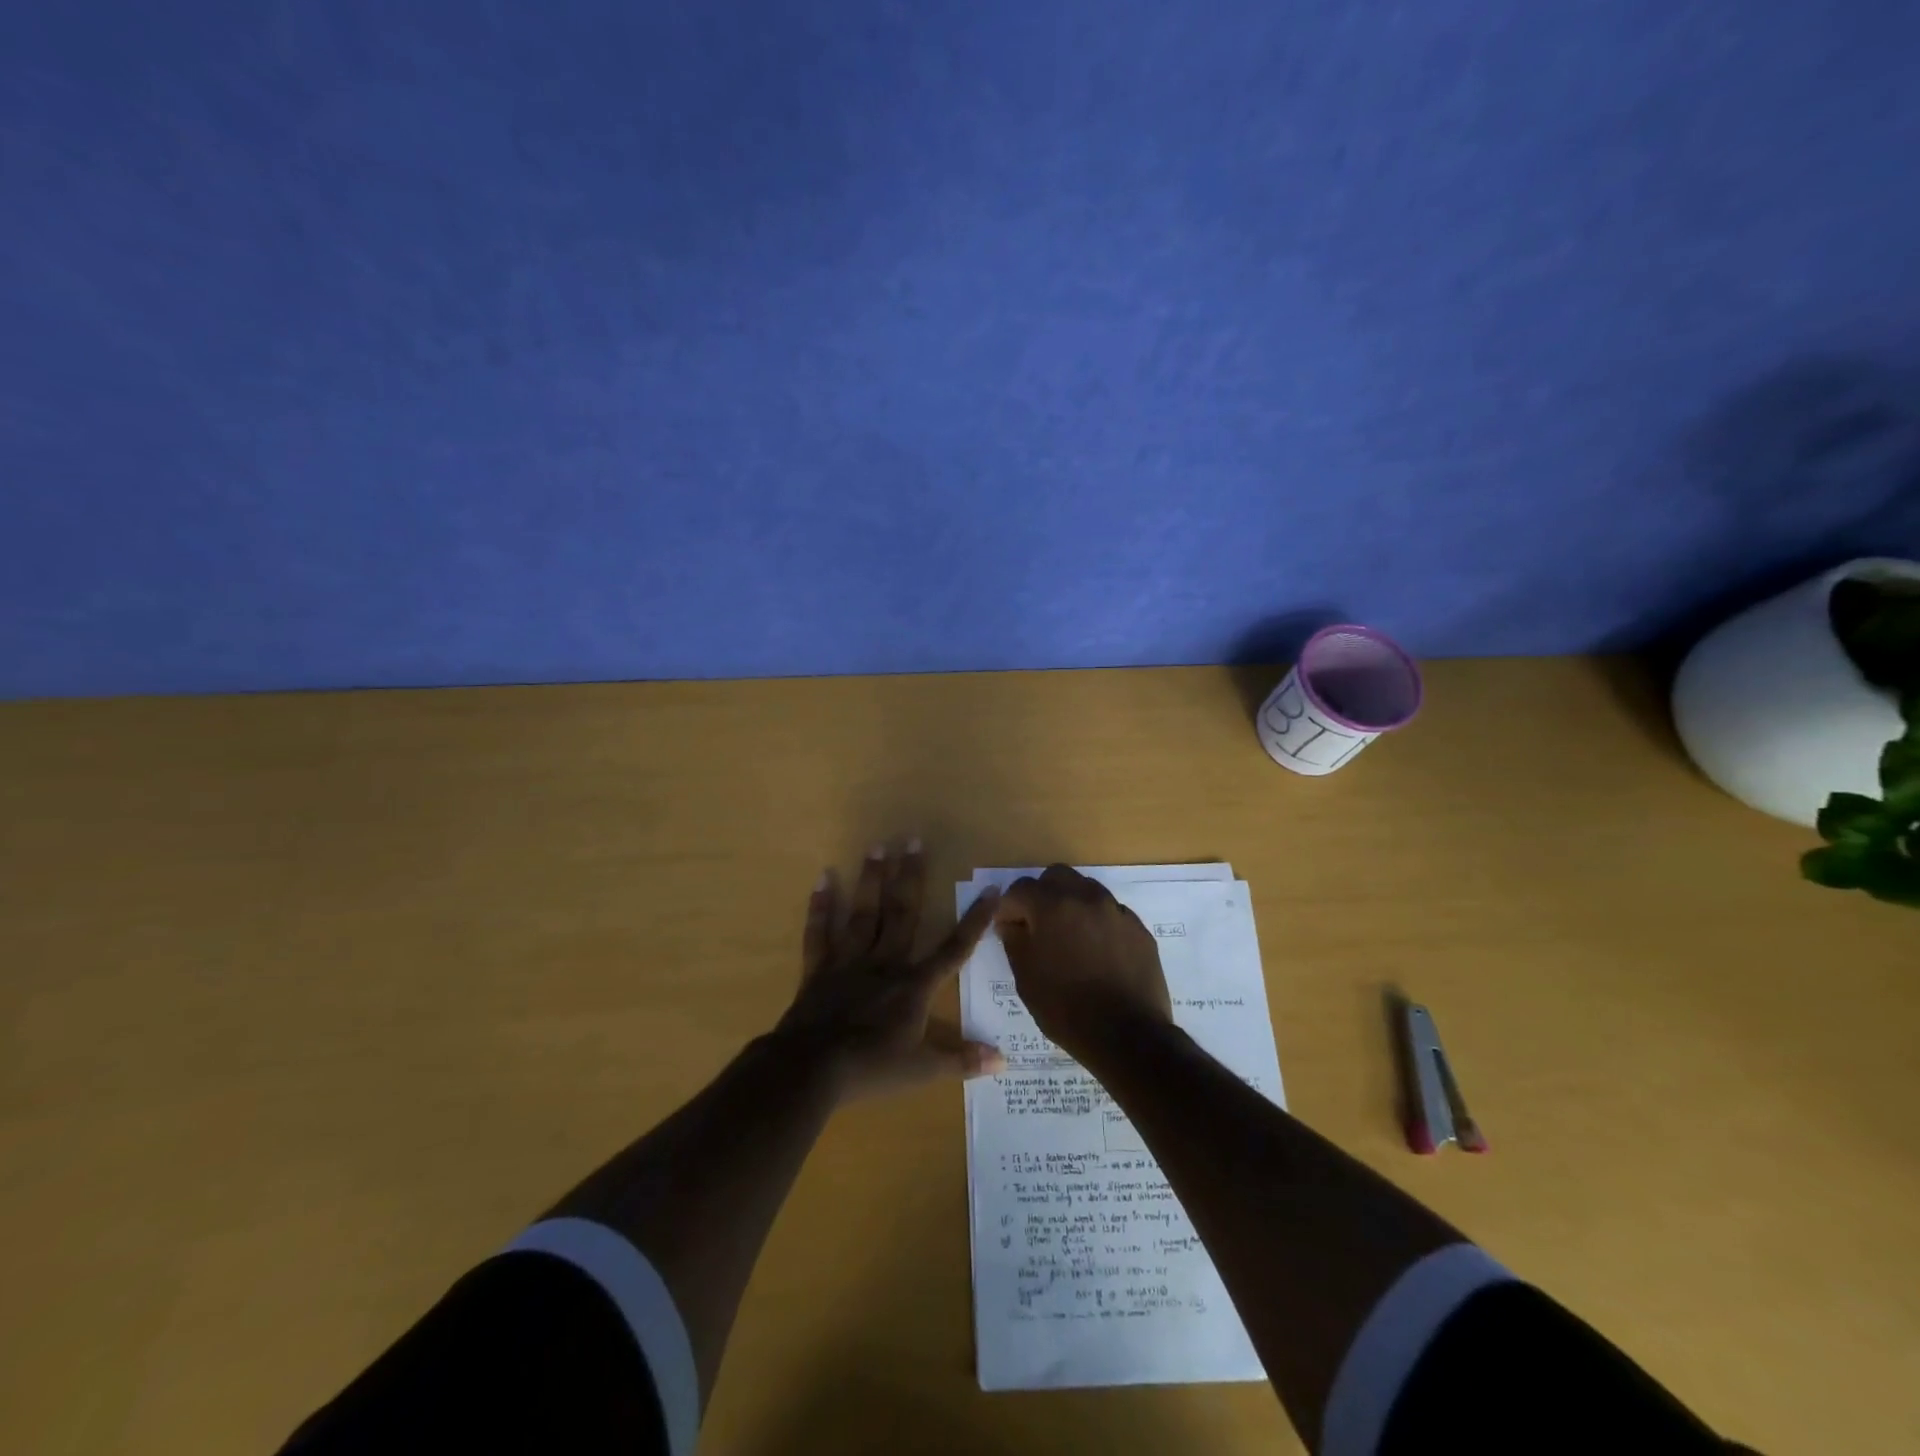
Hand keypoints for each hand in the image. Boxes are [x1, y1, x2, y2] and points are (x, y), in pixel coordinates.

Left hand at [777, 840, 1005, 1100]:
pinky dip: (820, 907)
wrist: (811, 1070)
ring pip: (864, 914)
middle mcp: (884, 963)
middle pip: (901, 913)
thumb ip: (961, 1060)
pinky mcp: (818, 970)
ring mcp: (849, 962)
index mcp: (914, 985)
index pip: (953, 949)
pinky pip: (820, 933)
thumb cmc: (871, 1068)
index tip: (990, 890)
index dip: (974, 921)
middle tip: (912, 838)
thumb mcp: (922, 1070)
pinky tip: (823, 878)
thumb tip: (1003, 1061)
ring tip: (876, 846)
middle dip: (910, 877)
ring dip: (871, 879)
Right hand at [996, 865, 1173, 1062]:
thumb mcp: (1026, 978)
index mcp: (1052, 906)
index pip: (1020, 889)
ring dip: (1071, 904)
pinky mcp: (1138, 928)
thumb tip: (1011, 923)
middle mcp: (1086, 897)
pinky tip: (1097, 952)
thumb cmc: (1066, 1009)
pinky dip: (1097, 922)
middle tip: (1038, 925)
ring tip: (1069, 938)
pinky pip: (1110, 912)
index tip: (1008, 929)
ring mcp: (1116, 910)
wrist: (1128, 1036)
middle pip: (1056, 877)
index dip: (1009, 908)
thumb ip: (1014, 941)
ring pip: (1086, 889)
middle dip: (1042, 895)